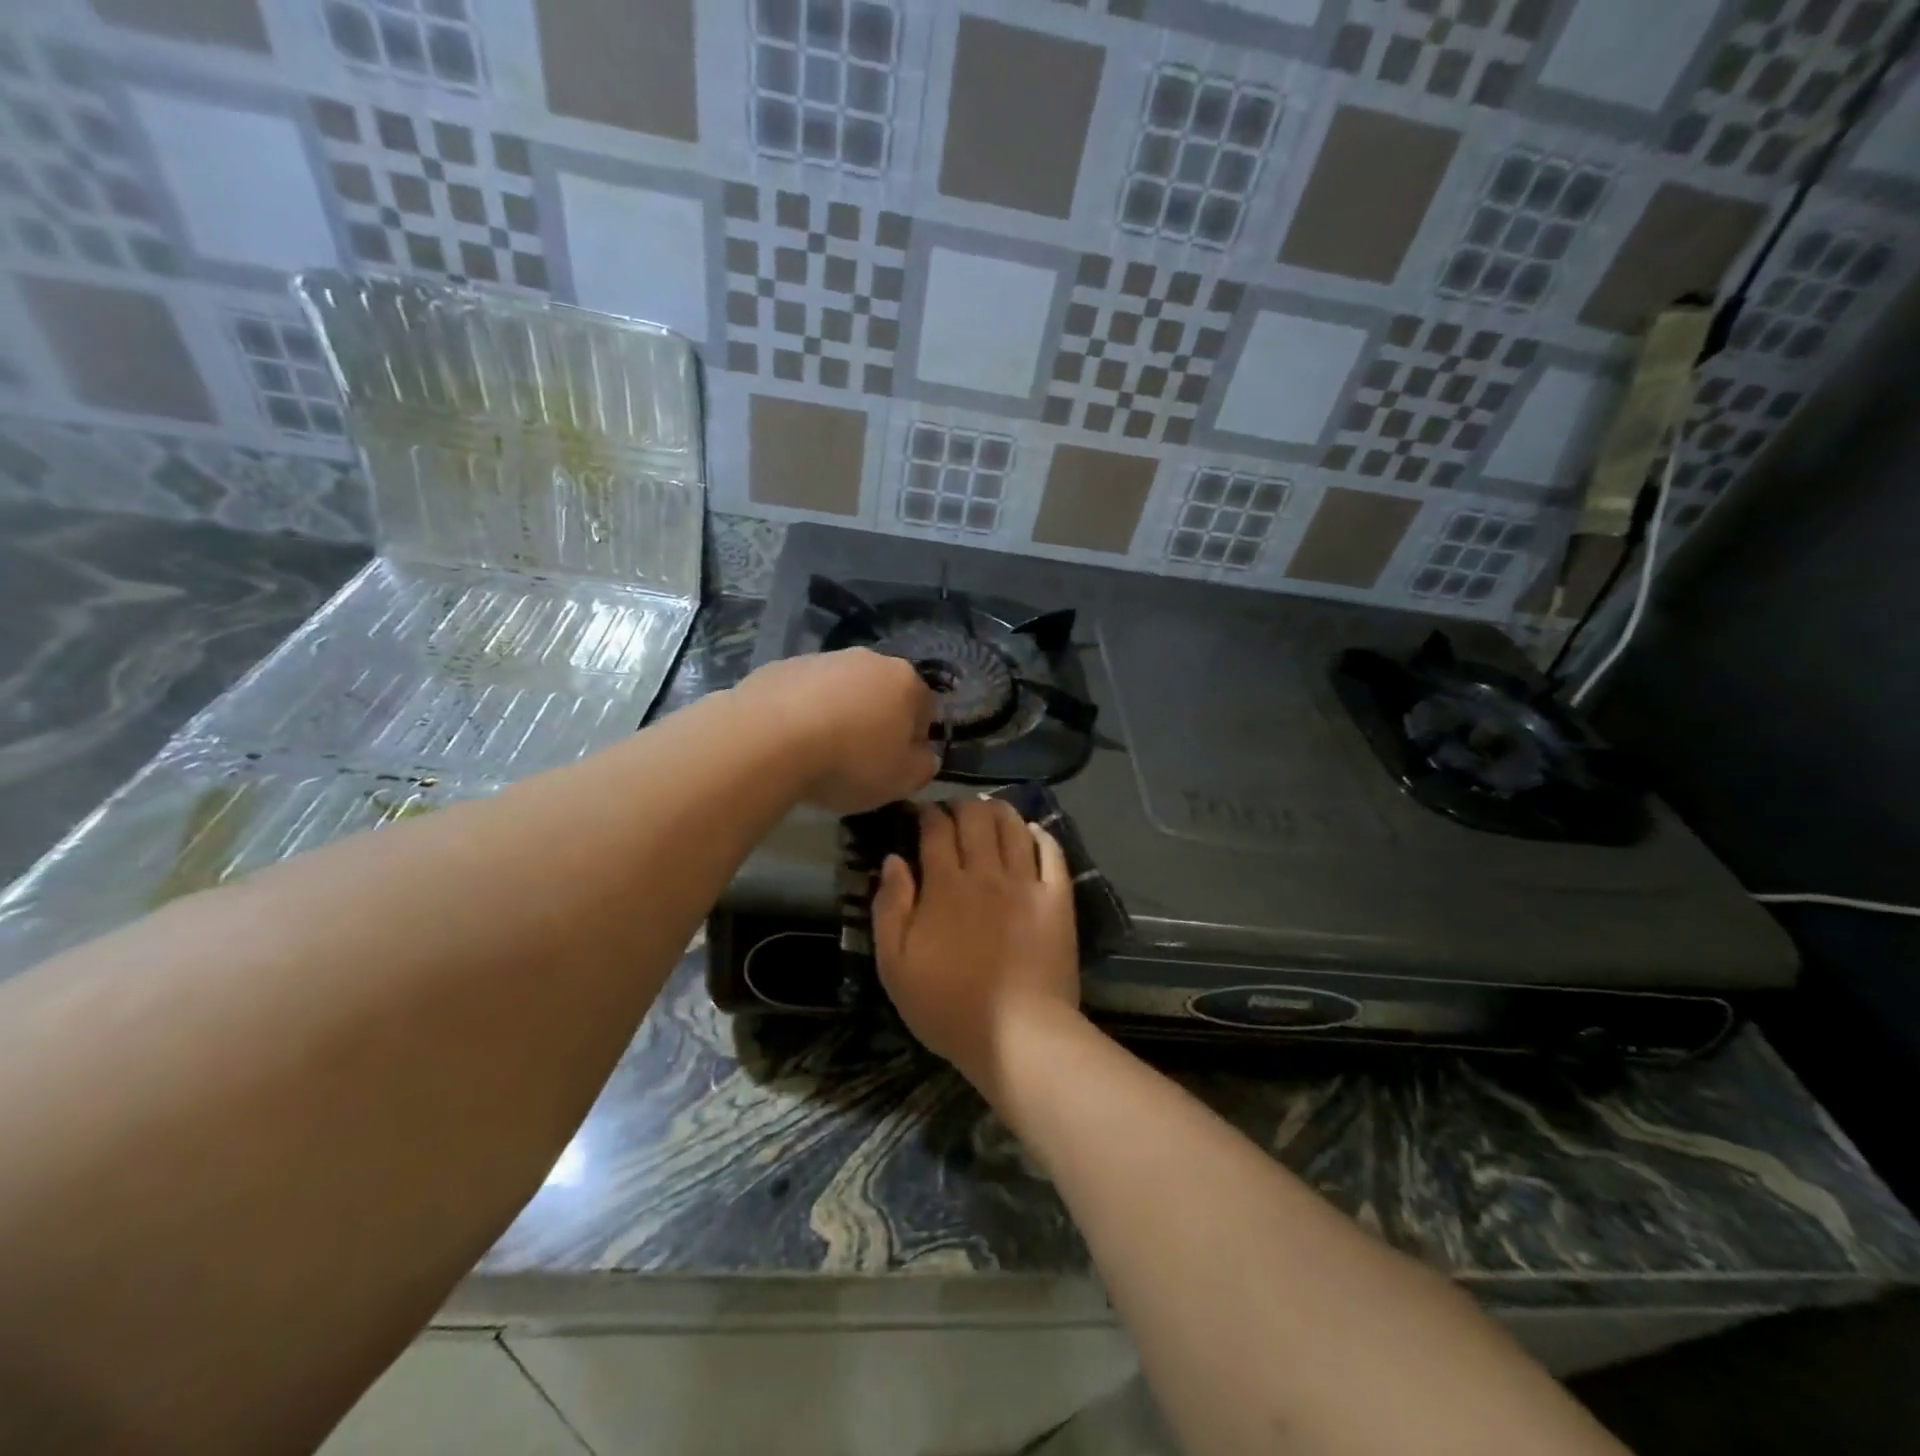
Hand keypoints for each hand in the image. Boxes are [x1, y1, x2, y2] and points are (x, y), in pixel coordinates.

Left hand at [734, 648, 939, 813]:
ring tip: (819, 752)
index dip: (914, 740)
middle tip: (859, 759)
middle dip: (875, 721)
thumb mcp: (901, 780)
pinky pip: (803, 693)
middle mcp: (867, 659)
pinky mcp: (781, 667)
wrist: (768, 740)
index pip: (925, 709)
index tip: (896, 765)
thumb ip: (923, 766)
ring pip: (841, 690)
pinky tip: (789, 741)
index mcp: (904, 681)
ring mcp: (821, 658)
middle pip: (882, 693)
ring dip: (838, 714)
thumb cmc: (849, 761)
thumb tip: (923, 755)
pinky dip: (802, 712)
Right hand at [872, 799, 1081, 1087]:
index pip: (936, 828)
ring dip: (998, 811)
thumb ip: (890, 907)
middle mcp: (986, 873)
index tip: (921, 813)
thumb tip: (893, 860)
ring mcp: (1026, 884)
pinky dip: (1040, 834)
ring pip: (1013, 826)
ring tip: (989, 813)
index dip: (927, 812)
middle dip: (961, 805)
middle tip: (953, 813)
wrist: (1019, 1036)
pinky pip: (1052, 852)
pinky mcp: (1058, 899)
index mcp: (945, 886)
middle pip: (976, 817)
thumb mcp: (895, 966)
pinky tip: (1031, 832)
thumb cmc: (948, 1006)